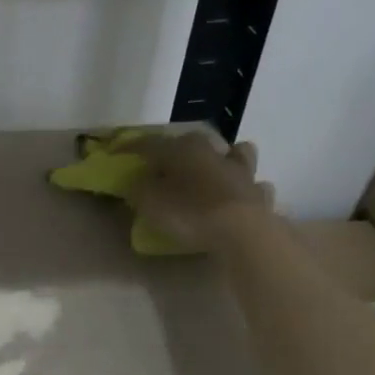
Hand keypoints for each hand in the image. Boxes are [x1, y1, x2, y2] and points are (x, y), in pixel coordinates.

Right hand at [127, 133, 274, 251]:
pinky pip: (253, 185)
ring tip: (213, 171)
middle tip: (165, 163)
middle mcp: (215, 152)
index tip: (116, 153)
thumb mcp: (150, 203)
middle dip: (178, 149)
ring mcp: (242, 171)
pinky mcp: (259, 194)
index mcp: (184, 150)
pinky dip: (245, 188)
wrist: (241, 232)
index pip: (151, 144)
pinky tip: (238, 196)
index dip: (131, 148)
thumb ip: (140, 188)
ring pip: (235, 154)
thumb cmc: (190, 213)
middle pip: (194, 142)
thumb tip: (138, 179)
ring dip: (223, 159)